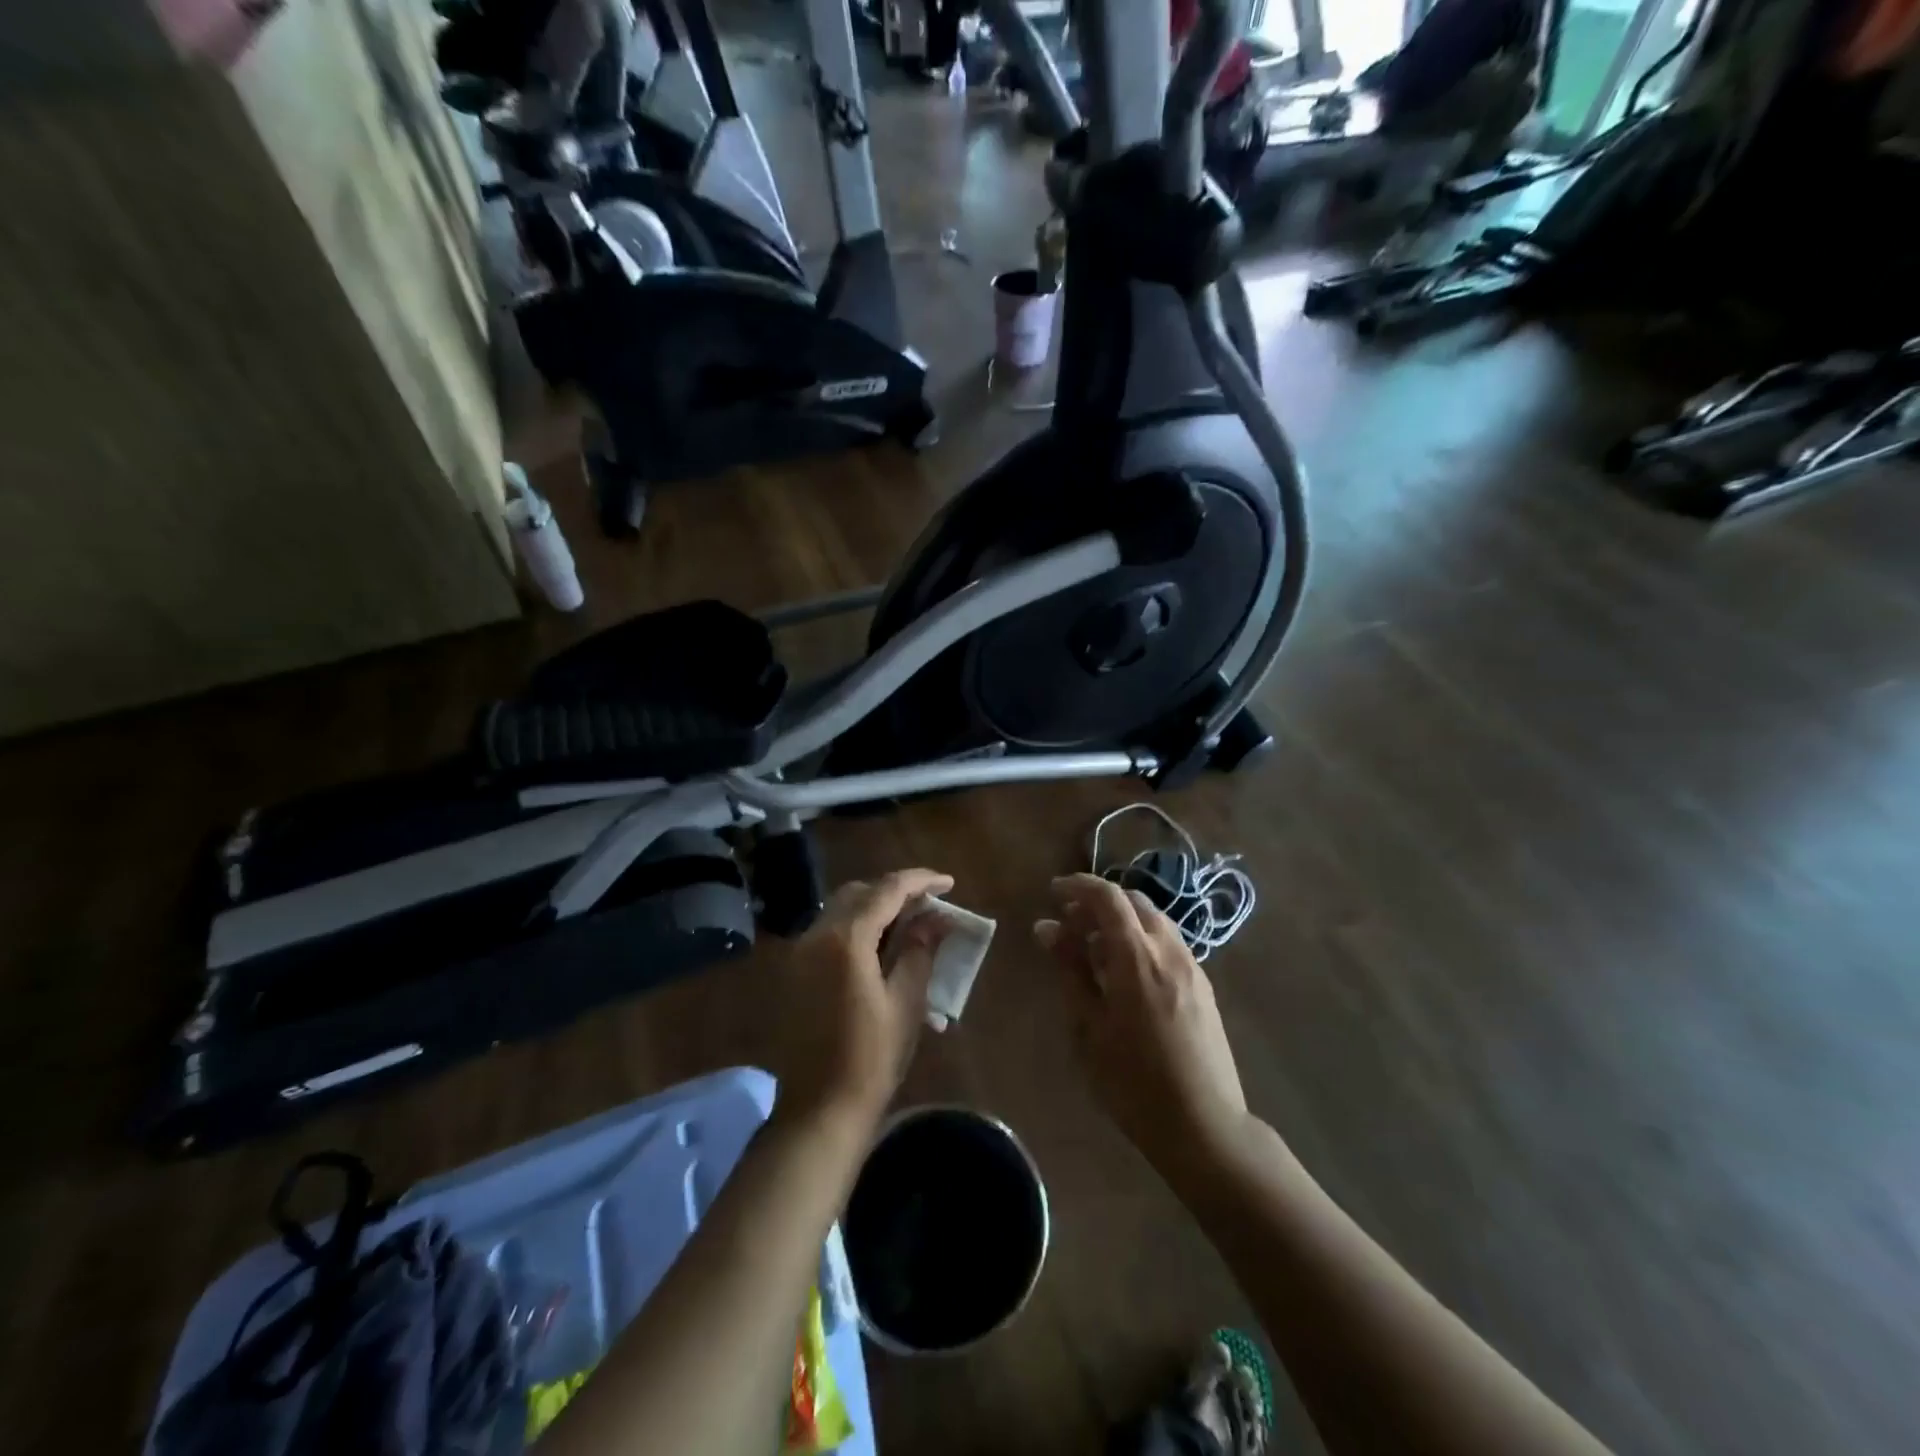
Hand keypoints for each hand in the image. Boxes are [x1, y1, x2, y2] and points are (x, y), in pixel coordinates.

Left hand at [773, 869, 954, 1130]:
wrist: (818, 1110)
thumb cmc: (870, 1059)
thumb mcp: (906, 1003)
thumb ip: (919, 950)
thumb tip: (934, 918)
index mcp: (845, 940)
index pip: (887, 890)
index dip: (921, 881)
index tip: (948, 883)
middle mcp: (815, 935)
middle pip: (858, 892)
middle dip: (894, 891)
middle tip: (927, 904)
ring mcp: (797, 953)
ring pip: (838, 909)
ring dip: (872, 907)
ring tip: (906, 923)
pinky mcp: (791, 972)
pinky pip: (826, 932)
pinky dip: (853, 927)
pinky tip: (876, 947)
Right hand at [1035, 874, 1250, 1178]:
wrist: (1204, 1126)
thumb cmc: (1133, 1081)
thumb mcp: (1089, 1026)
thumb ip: (1070, 969)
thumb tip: (1048, 928)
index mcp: (1137, 955)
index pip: (1107, 897)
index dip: (1078, 886)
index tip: (1053, 893)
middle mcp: (1169, 949)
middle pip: (1133, 902)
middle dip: (1099, 903)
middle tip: (1069, 925)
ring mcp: (1192, 967)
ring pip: (1154, 921)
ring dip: (1122, 921)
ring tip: (1094, 950)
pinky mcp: (1203, 987)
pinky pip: (1168, 944)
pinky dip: (1141, 940)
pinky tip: (1125, 973)